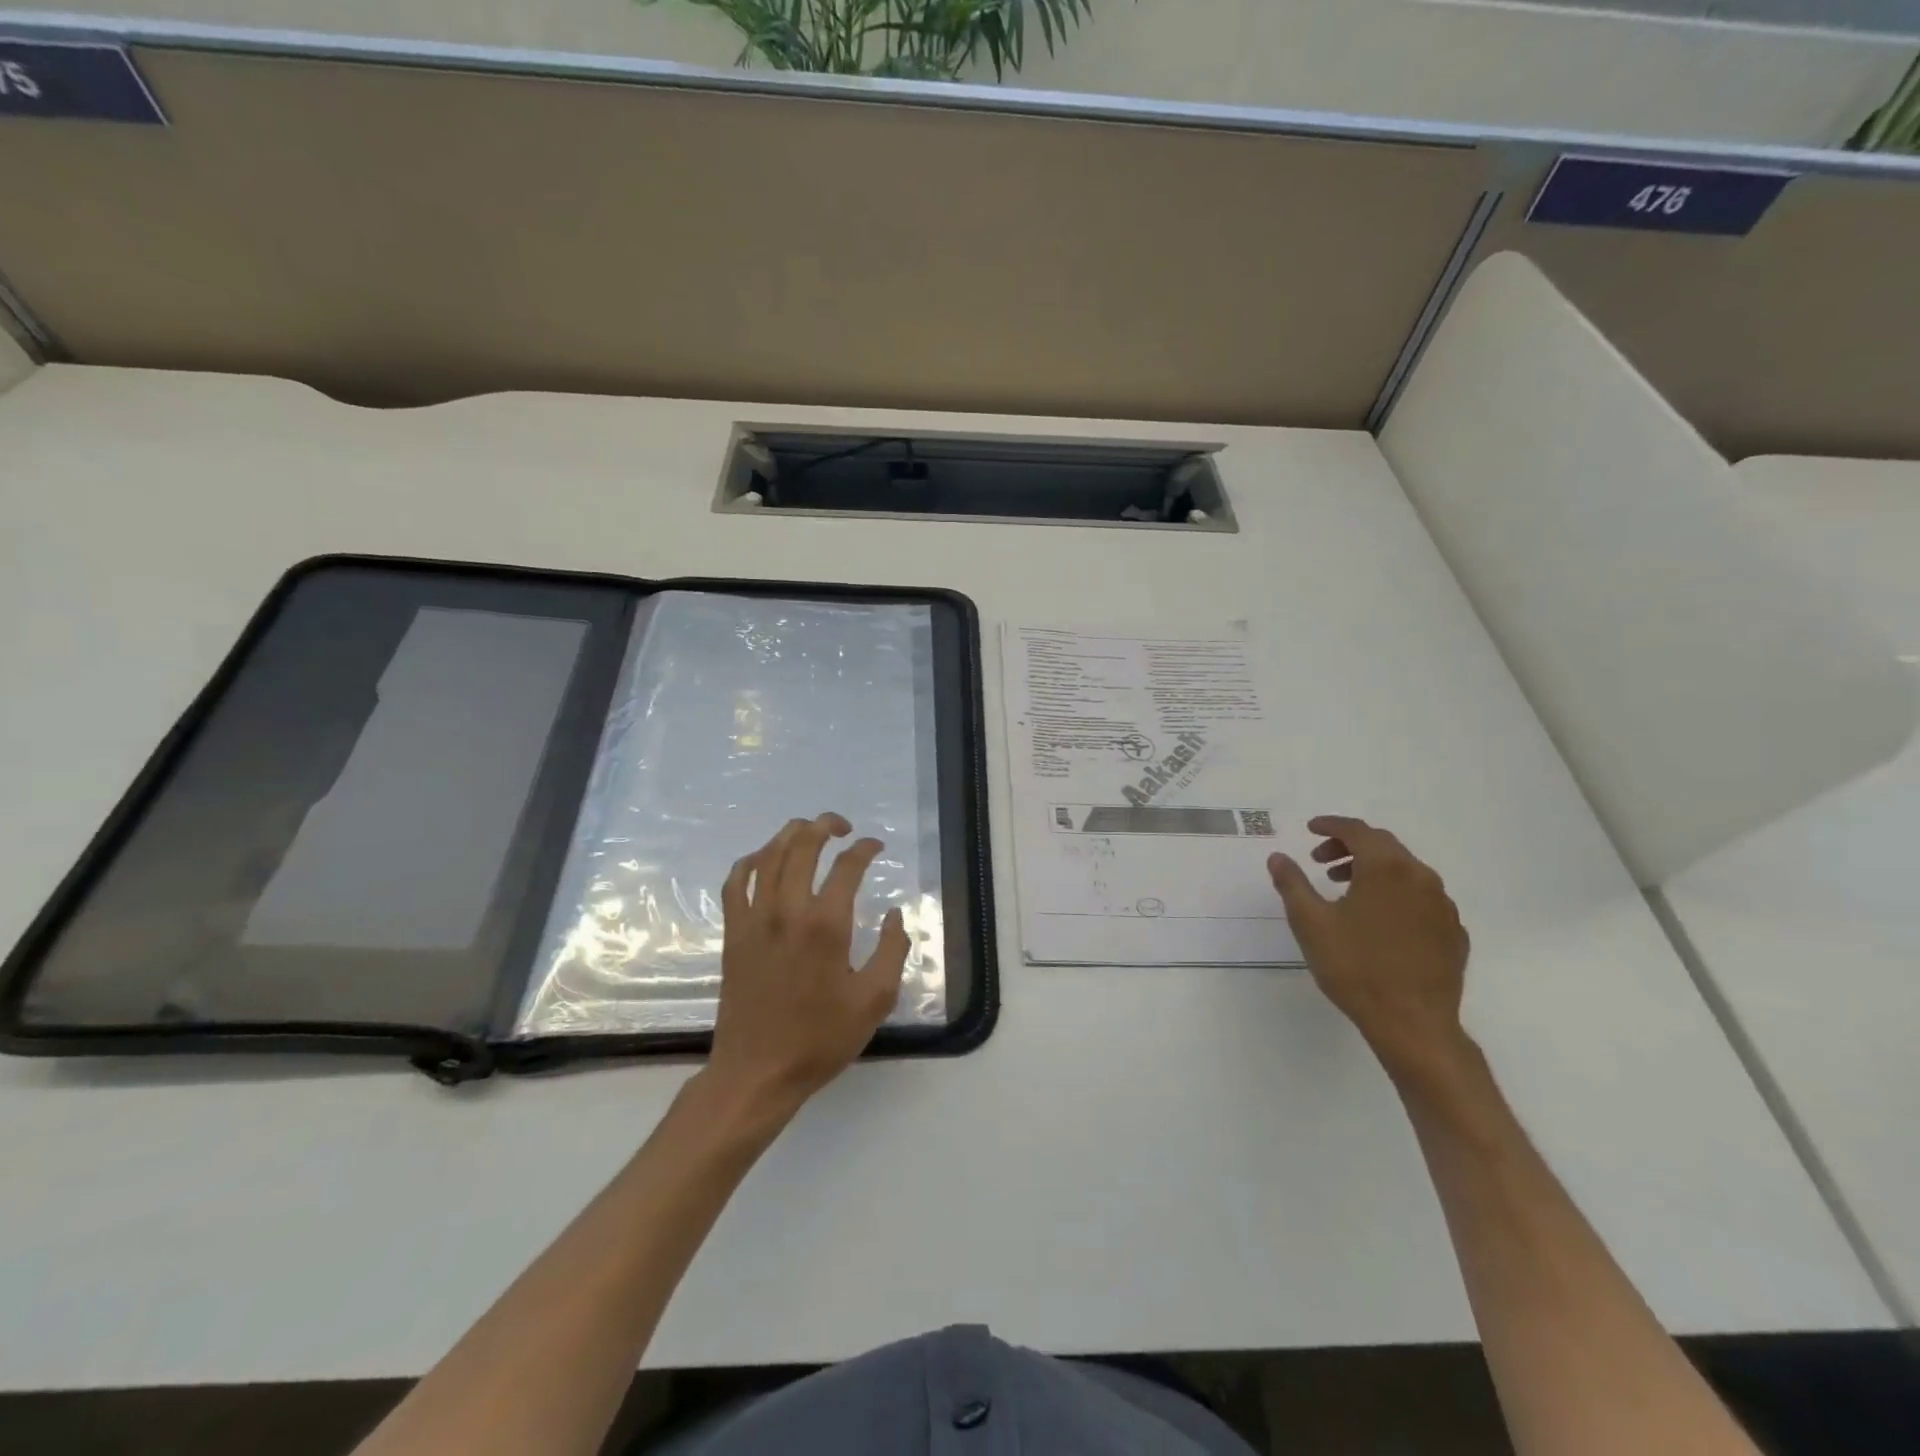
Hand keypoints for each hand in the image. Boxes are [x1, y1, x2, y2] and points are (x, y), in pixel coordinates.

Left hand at [705, 813, 909, 1120]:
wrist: (757, 1072)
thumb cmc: (820, 1039)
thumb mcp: (874, 1001)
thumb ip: (893, 951)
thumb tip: (896, 915)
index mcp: (826, 925)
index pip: (847, 866)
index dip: (865, 849)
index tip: (877, 847)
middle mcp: (787, 910)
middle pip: (803, 845)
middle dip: (825, 825)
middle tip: (843, 826)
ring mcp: (754, 919)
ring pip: (768, 856)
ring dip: (789, 834)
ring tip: (808, 831)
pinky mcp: (733, 933)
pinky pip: (736, 882)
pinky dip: (750, 861)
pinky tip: (763, 860)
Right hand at [1267, 815, 1470, 1073]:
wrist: (1413, 1024)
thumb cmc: (1355, 967)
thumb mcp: (1310, 923)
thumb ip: (1292, 884)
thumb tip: (1278, 857)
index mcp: (1386, 869)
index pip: (1357, 831)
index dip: (1331, 826)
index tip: (1310, 829)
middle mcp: (1421, 877)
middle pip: (1384, 846)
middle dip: (1349, 847)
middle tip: (1320, 862)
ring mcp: (1444, 906)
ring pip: (1405, 871)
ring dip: (1373, 870)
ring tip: (1345, 890)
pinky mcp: (1454, 932)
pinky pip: (1422, 899)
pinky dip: (1396, 895)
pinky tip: (1378, 920)